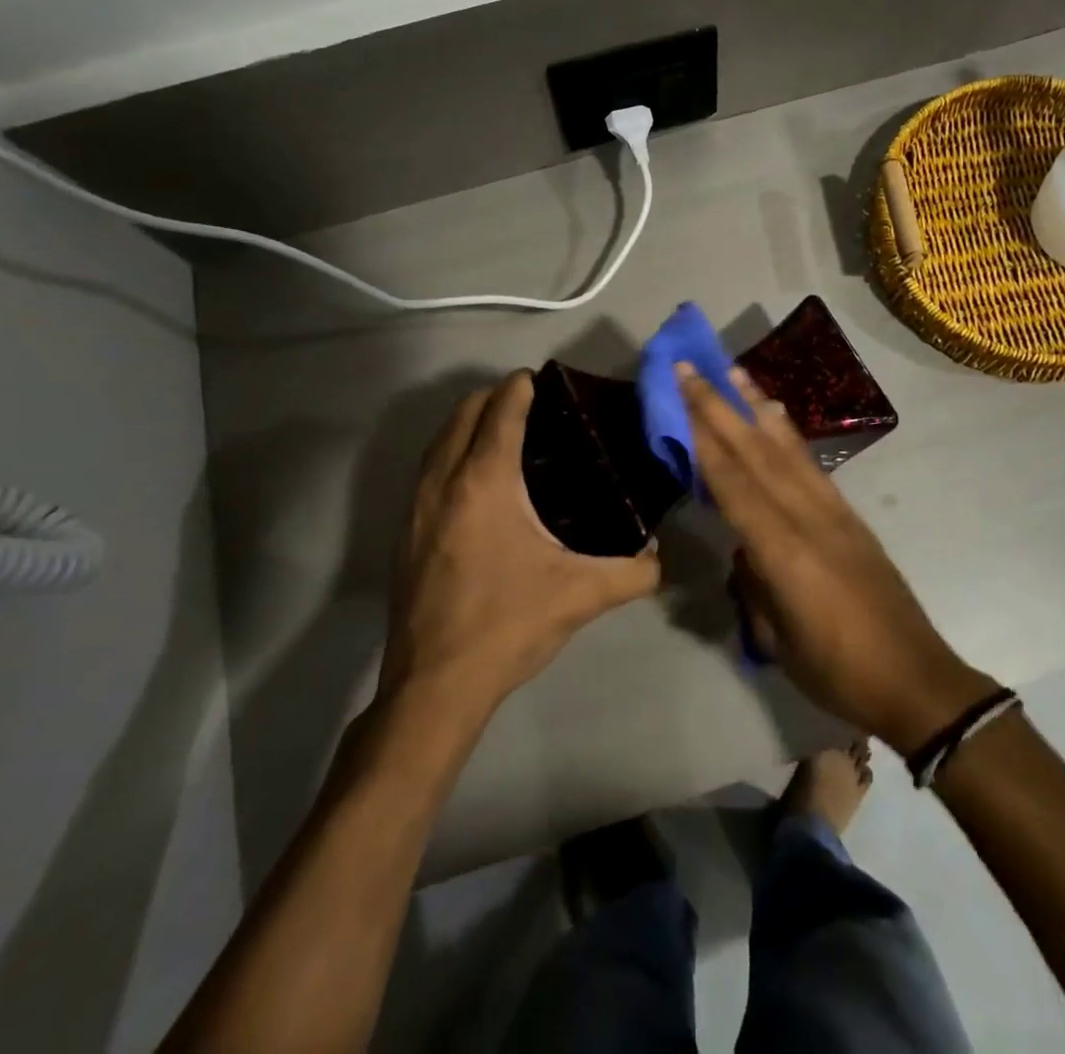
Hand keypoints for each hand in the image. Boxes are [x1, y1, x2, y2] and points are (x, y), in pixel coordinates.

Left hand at [375, 371, 661, 725]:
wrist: (434, 685)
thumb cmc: (507, 626)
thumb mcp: (581, 596)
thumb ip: (633, 572)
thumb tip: (660, 557)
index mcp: (485, 483)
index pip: (500, 411)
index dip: (520, 387)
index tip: (543, 380)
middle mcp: (443, 482)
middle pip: (463, 413)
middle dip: (493, 397)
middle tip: (530, 404)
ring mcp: (416, 506)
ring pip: (439, 440)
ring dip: (468, 423)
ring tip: (504, 432)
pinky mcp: (403, 531)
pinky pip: (427, 469)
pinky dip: (451, 452)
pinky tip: (476, 480)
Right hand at [679, 363, 995, 752]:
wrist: (916, 679)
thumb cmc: (838, 672)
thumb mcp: (778, 639)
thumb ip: (755, 583)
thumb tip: (745, 549)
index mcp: (784, 551)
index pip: (732, 483)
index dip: (702, 438)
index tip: (678, 397)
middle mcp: (808, 517)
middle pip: (755, 452)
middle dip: (719, 406)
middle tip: (690, 367)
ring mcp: (834, 511)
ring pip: (786, 448)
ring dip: (755, 406)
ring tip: (733, 371)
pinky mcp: (850, 515)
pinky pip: (810, 464)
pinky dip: (788, 434)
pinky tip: (775, 416)